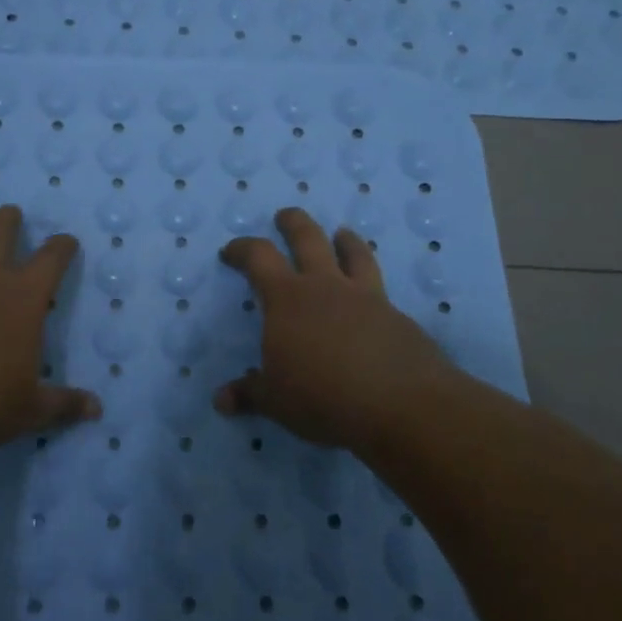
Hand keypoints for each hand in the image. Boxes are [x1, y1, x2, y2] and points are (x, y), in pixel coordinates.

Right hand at [216, 207, 463, 453]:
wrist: (400, 404)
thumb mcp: (276, 401)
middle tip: (285, 216)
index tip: (231, 251)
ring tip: (342, 233)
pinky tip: (371, 300)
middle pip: (308, 238)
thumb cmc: (323, 397)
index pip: (259, 258)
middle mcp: (325, 286)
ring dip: (345, 240)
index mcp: (287, 299)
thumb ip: (249, 394)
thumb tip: (221, 400)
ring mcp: (365, 297)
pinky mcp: (396, 315)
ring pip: (354, 253)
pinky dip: (370, 283)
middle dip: (293, 223)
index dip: (242, 249)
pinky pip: (379, 287)